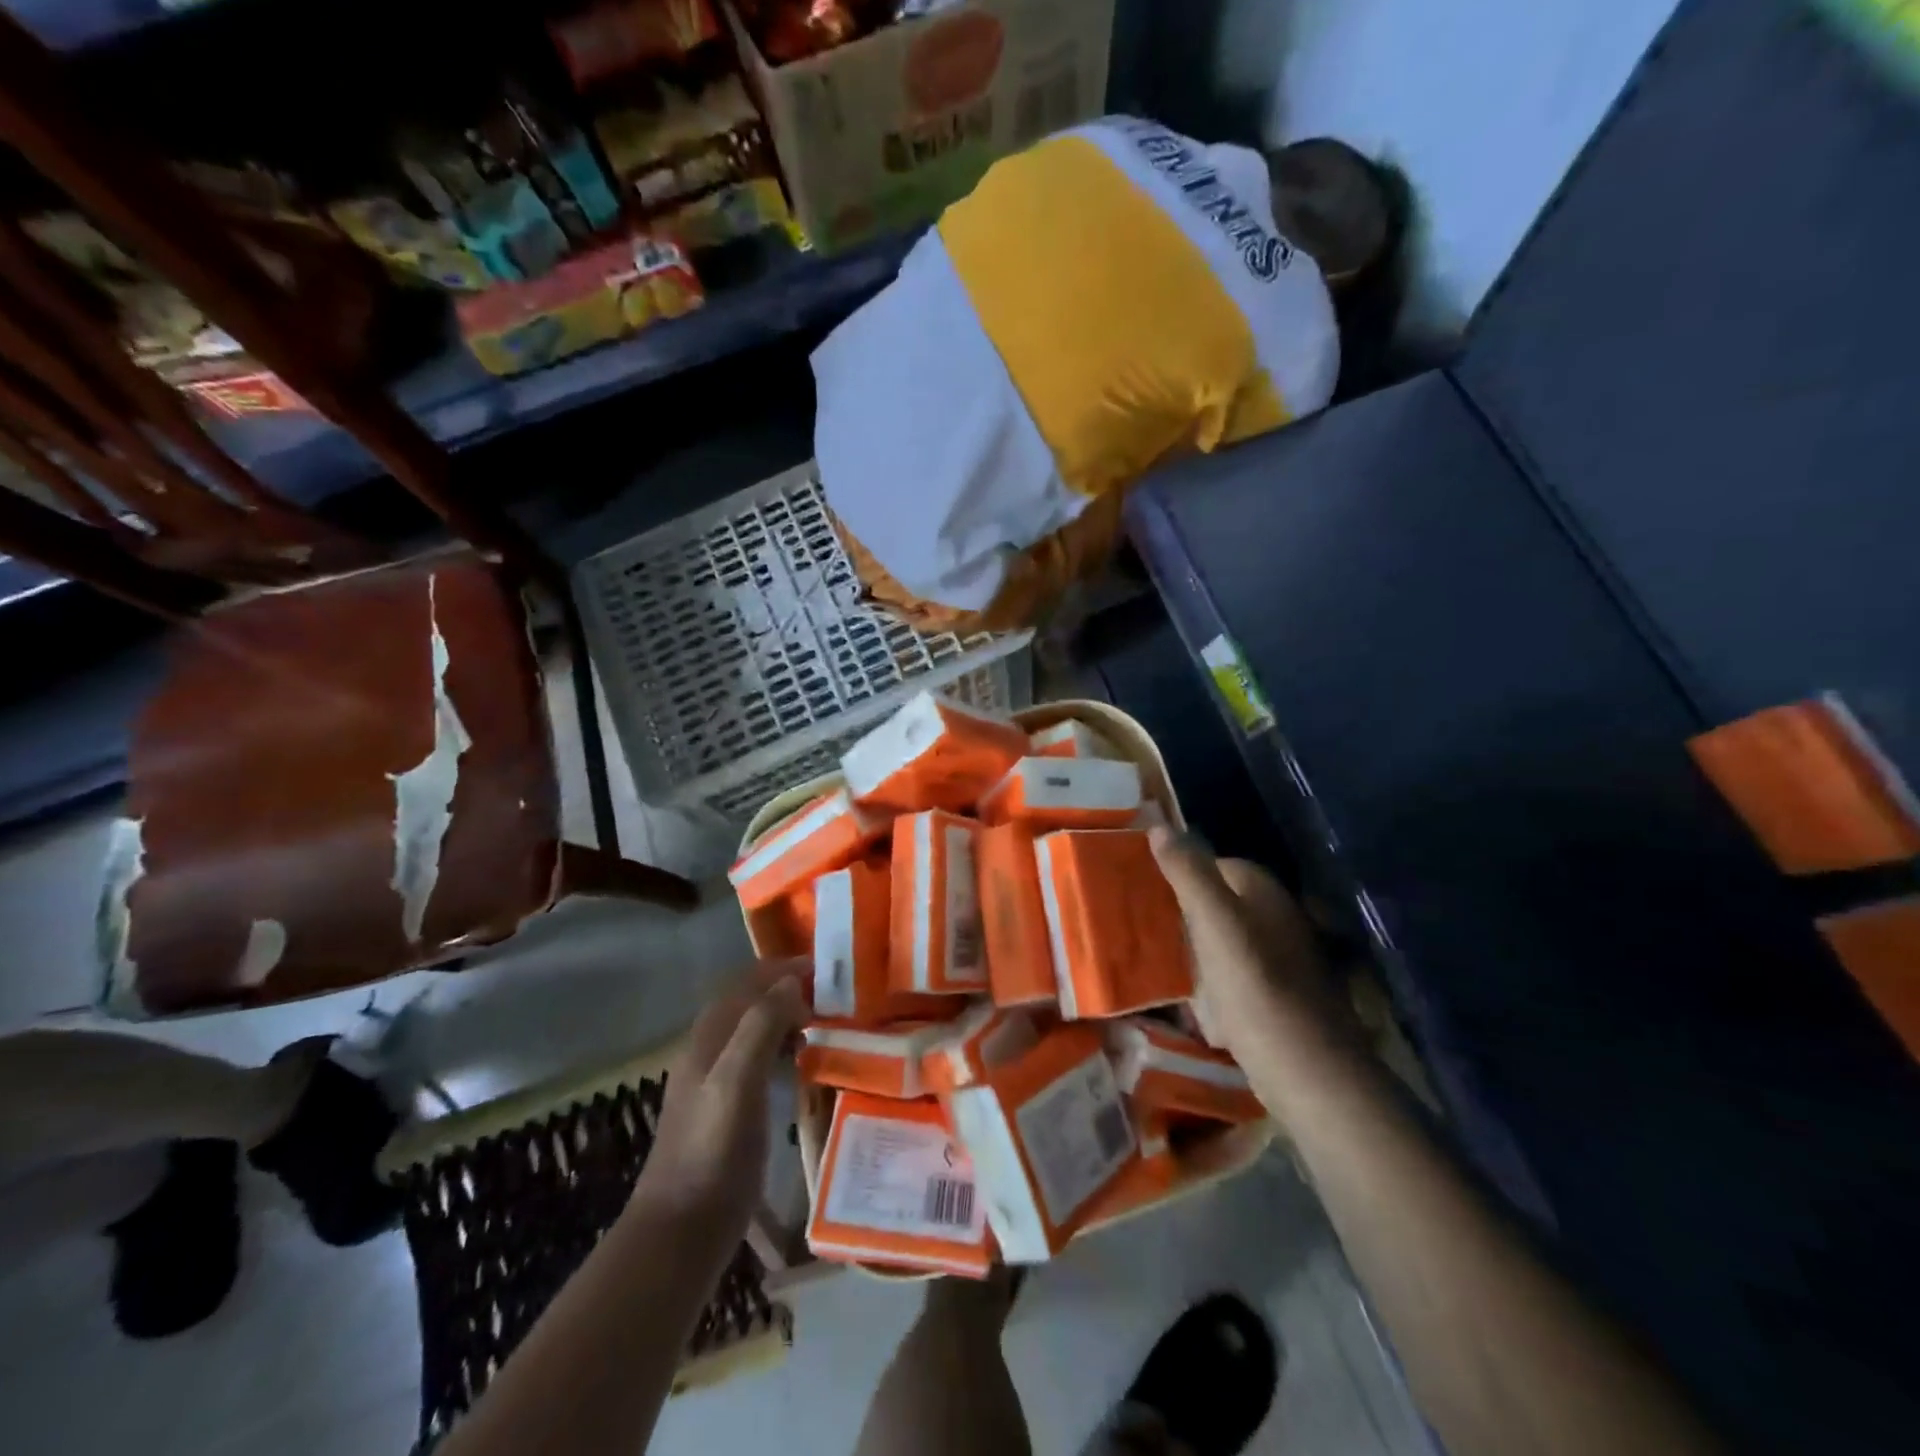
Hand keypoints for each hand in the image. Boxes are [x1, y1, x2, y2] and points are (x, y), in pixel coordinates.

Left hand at [634, 959, 807, 1235]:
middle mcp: (709, 1050)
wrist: (681, 1230)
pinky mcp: (727, 1107)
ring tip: (825, 1021)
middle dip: (788, 988)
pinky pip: (758, 1058)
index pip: (747, 982)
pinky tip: (804, 1061)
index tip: (827, 968)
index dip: (783, 968)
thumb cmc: (713, 1151)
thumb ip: (761, 1026)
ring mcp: (716, 1080)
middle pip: (750, 1001)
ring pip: (754, 1029)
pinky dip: (783, 1046)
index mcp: (709, 1037)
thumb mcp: (738, 1081)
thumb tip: (791, 982)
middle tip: (834, 994)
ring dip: (787, 1016)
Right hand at [1148, 828, 1351, 1065]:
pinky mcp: (1279, 995)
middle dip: (1183, 910)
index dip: (1178, 872)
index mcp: (1263, 891)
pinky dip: (1211, 981)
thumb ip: (1187, 872)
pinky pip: (1233, 974)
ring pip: (1224, 939)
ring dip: (1194, 947)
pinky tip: (1191, 1000)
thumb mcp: (1212, 921)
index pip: (1213, 863)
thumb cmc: (1254, 985)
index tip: (1142, 888)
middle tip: (1141, 923)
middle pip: (1218, 902)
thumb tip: (1158, 826)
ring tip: (1156, 958)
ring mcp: (1282, 958)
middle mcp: (1277, 916)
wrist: (1305, 1068)